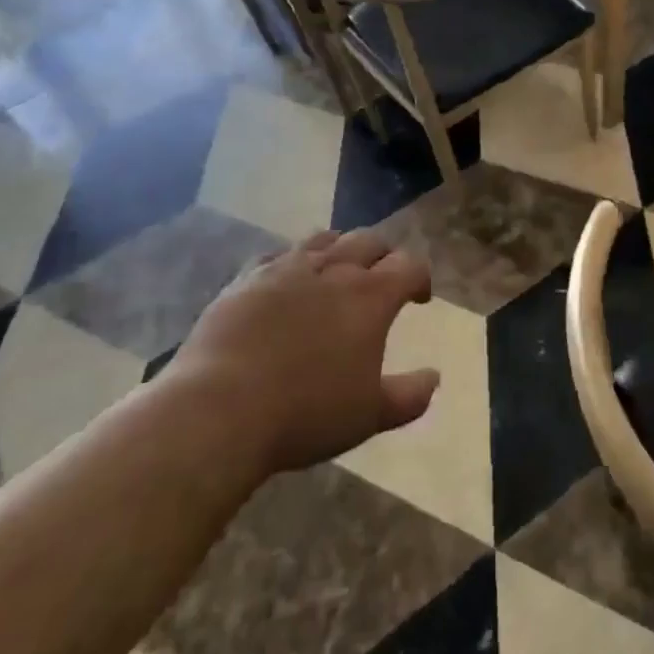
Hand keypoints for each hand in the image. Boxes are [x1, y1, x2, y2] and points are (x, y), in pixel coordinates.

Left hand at [160, 229, 438, 474]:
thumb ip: (409, 396)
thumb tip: (434, 378)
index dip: (420, 277)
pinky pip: (280, 254)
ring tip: (339, 268)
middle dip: (383, 255)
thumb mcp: (369, 415)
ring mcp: (286, 269)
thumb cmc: (305, 413)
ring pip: (324, 239)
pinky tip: (289, 279)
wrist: (219, 408)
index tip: (419, 298)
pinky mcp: (247, 277)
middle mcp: (333, 270)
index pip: (409, 266)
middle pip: (368, 241)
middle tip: (383, 277)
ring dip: (341, 248)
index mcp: (370, 296)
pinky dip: (295, 260)